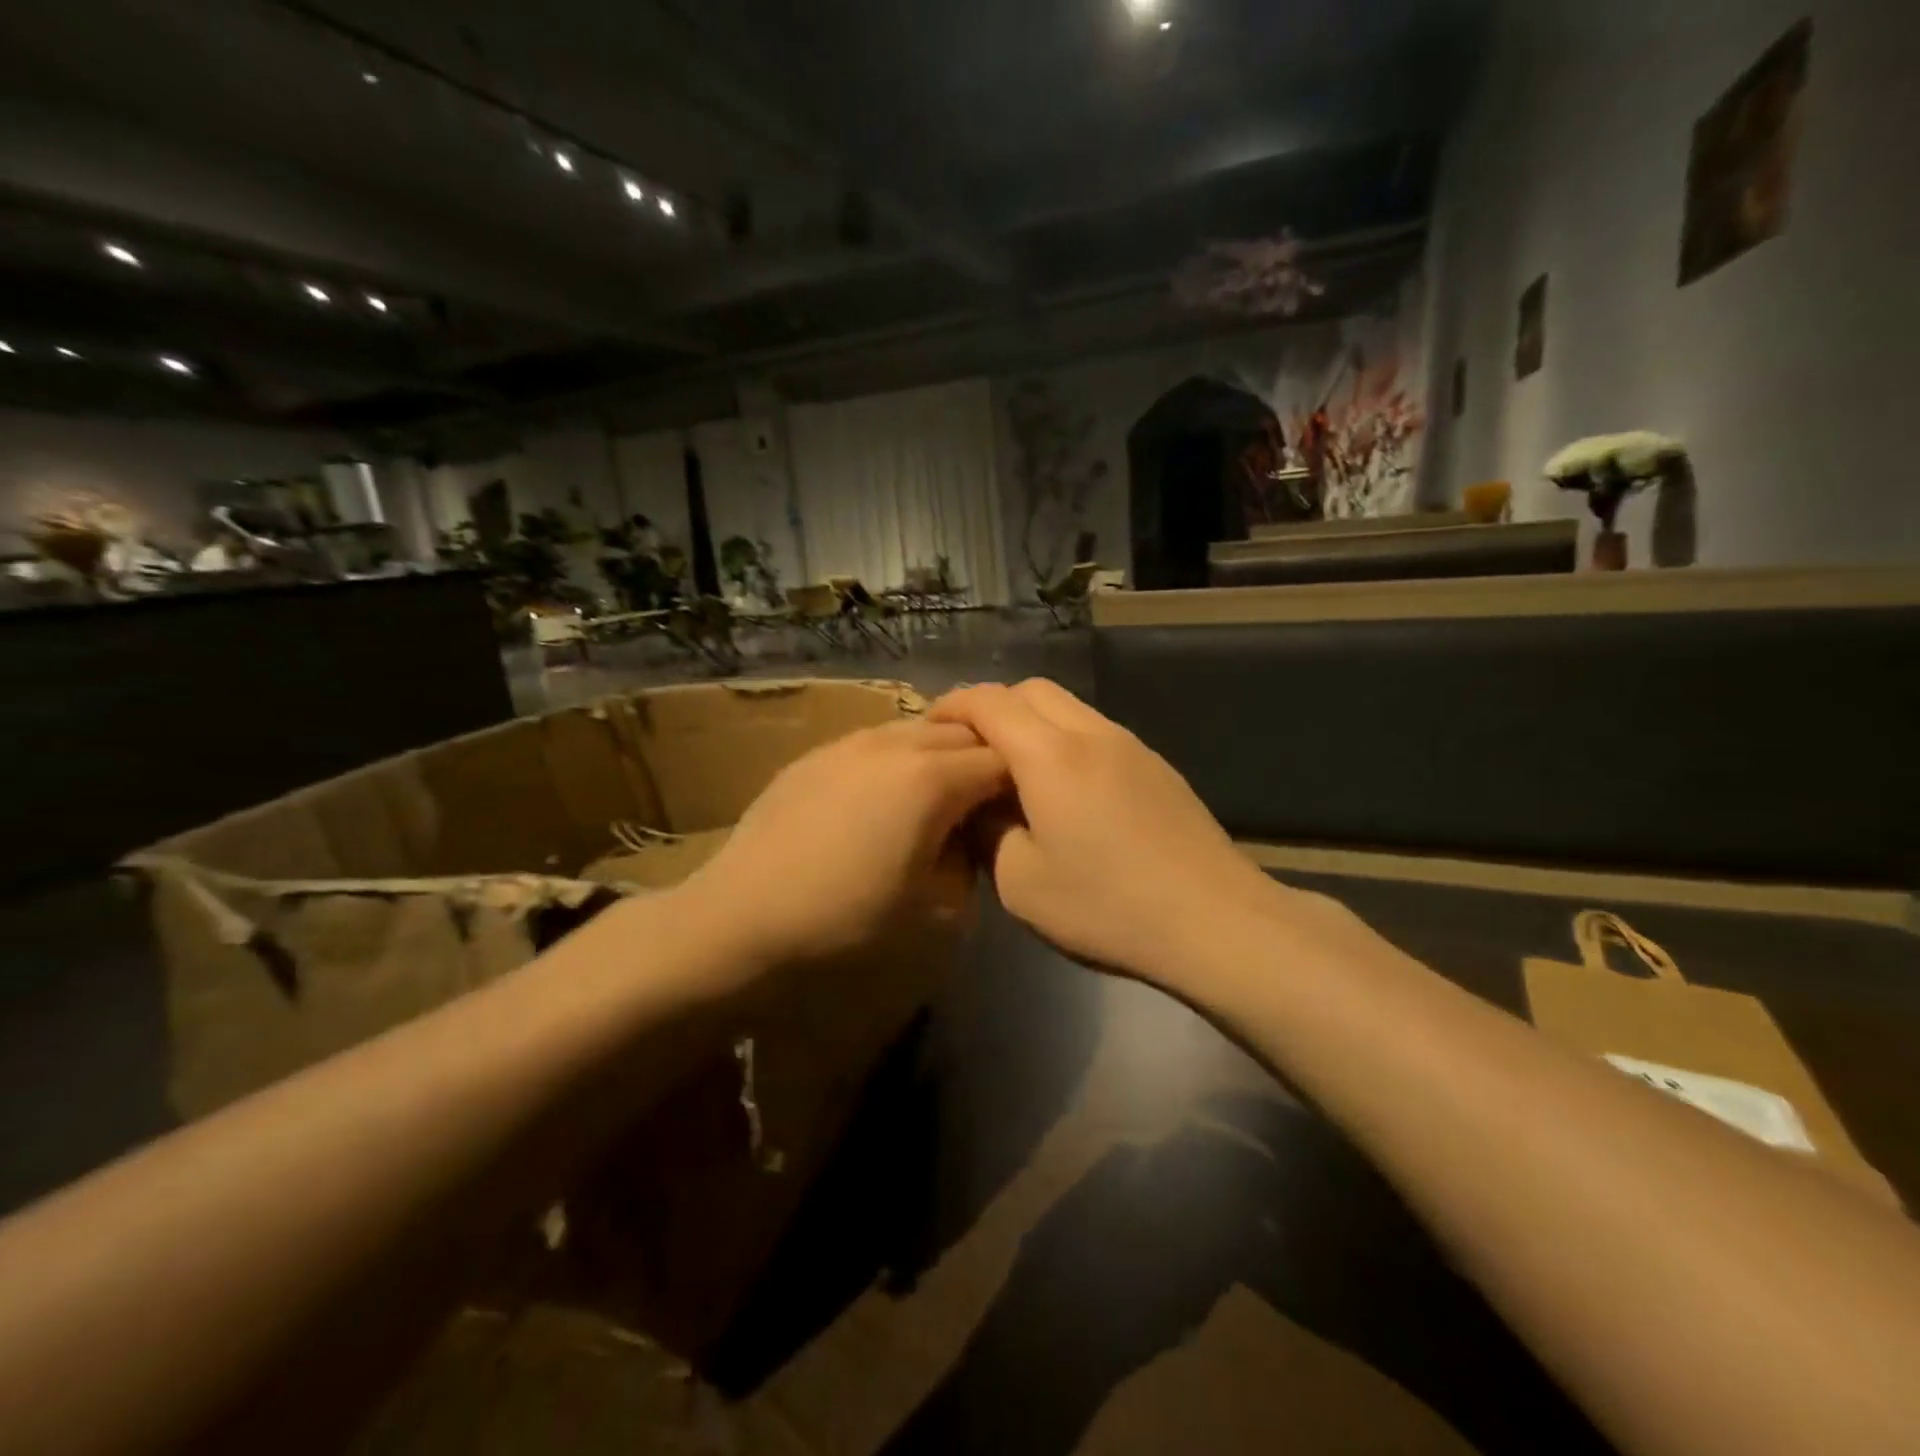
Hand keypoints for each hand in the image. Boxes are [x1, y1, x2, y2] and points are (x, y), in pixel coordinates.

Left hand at [682, 719, 1007, 968]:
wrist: (741, 916)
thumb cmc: (844, 920)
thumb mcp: (934, 908)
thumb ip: (968, 860)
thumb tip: (967, 837)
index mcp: (932, 780)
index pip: (1001, 761)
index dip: (1021, 783)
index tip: (1022, 811)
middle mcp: (895, 745)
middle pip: (964, 731)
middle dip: (986, 757)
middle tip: (986, 799)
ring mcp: (852, 742)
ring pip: (918, 727)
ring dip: (942, 751)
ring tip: (938, 793)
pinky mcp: (818, 752)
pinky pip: (877, 739)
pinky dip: (900, 756)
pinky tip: (884, 794)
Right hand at [930, 680, 1290, 984]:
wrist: (1213, 920)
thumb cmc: (1107, 906)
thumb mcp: (1020, 883)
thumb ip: (987, 830)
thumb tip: (979, 803)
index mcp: (1049, 755)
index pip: (988, 702)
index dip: (952, 706)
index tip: (931, 728)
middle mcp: (1091, 733)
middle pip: (1031, 690)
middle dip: (992, 707)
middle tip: (972, 750)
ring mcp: (1131, 746)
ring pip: (1069, 707)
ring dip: (1033, 723)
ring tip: (1016, 771)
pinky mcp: (1157, 766)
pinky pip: (1097, 731)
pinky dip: (1066, 741)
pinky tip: (1068, 791)